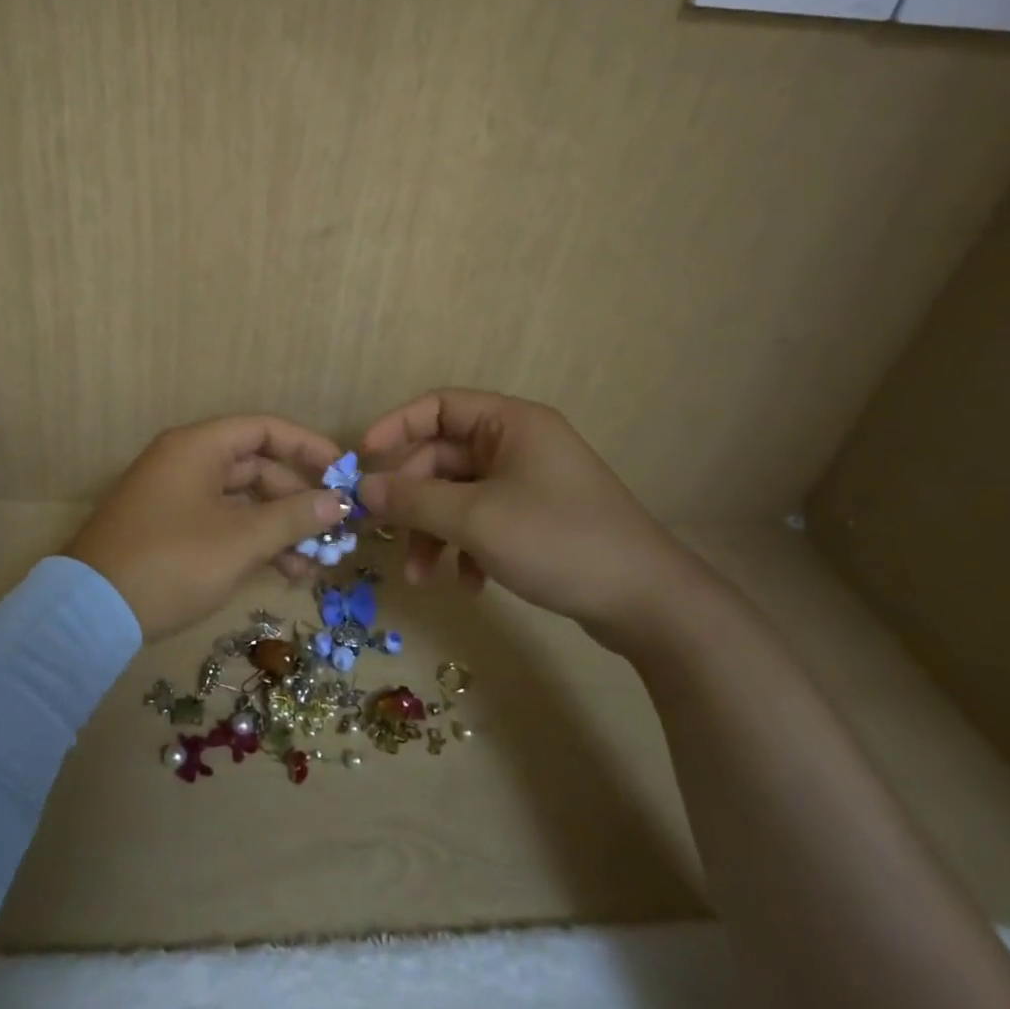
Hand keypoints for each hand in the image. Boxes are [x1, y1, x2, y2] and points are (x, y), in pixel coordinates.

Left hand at [63, 415, 350, 640]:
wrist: (91, 613)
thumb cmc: (173, 562)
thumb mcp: (241, 540)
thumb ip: (294, 517)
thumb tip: (339, 502)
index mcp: (198, 447)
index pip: (263, 429)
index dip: (307, 446)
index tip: (342, 472)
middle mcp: (186, 462)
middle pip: (256, 467)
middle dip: (298, 499)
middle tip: (334, 529)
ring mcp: (176, 497)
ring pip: (242, 501)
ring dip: (280, 527)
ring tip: (316, 563)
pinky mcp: (170, 530)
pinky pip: (222, 523)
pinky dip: (252, 541)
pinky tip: (285, 571)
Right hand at [358, 388, 719, 648]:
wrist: (648, 602)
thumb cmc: (558, 540)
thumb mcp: (476, 519)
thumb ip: (413, 500)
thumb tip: (362, 488)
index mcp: (510, 424)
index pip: (438, 406)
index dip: (395, 427)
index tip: (362, 460)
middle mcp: (517, 444)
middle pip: (442, 458)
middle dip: (412, 500)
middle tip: (384, 534)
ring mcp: (528, 483)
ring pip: (458, 495)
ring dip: (434, 532)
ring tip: (421, 577)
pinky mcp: (536, 519)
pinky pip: (482, 521)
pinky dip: (465, 548)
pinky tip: (468, 585)